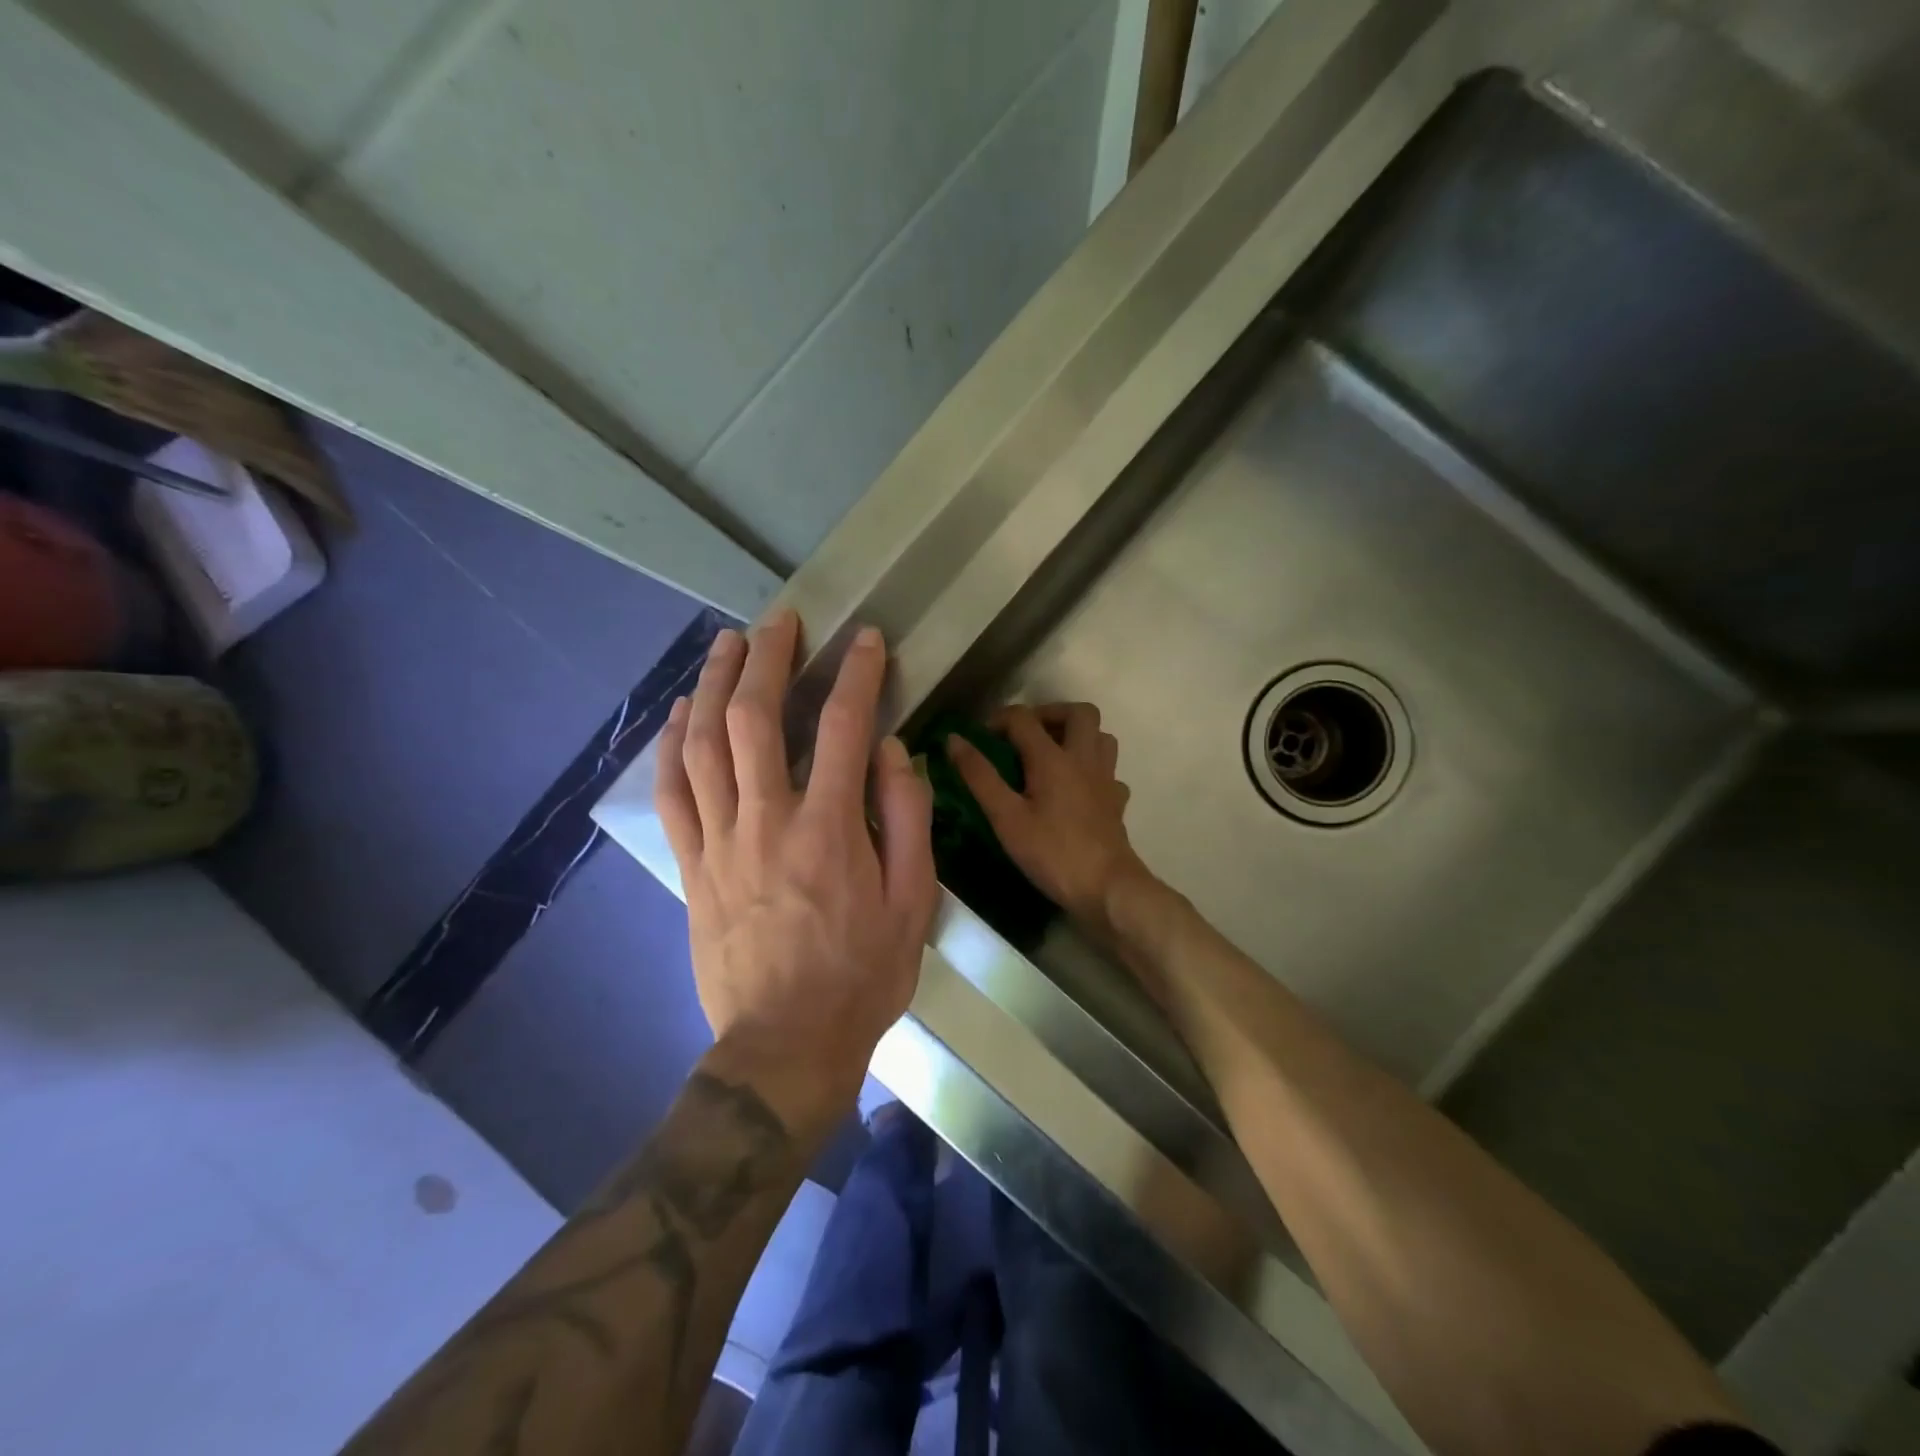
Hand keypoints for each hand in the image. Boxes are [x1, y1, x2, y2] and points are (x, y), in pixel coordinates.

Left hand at [655, 610, 936, 1116]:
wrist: (786, 1044)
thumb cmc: (862, 974)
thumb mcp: (913, 902)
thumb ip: (906, 818)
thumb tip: (891, 751)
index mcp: (831, 830)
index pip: (846, 728)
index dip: (857, 674)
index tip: (866, 641)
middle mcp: (769, 821)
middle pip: (757, 719)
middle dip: (770, 659)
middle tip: (781, 621)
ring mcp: (721, 842)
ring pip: (705, 745)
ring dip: (716, 685)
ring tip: (728, 644)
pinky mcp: (693, 866)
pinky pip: (673, 793)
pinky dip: (672, 745)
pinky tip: (681, 712)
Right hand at [945, 703, 1150, 928]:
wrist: (1107, 888)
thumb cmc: (1052, 852)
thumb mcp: (1006, 817)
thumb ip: (979, 776)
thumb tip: (954, 739)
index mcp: (1053, 758)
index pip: (1024, 718)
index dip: (998, 720)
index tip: (980, 737)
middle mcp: (1084, 758)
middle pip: (1079, 712)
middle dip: (1050, 714)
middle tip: (1026, 734)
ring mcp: (1106, 779)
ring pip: (1101, 737)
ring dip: (1077, 735)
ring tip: (1052, 753)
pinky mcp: (1117, 801)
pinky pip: (1108, 771)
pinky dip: (1092, 770)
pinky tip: (1077, 788)